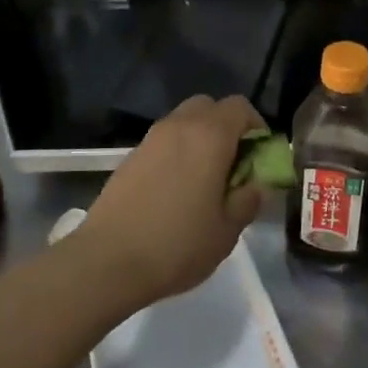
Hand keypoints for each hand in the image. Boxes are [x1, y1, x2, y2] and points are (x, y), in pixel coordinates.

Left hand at [81, 95, 265, 305]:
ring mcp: (150, 139)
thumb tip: (256, 184)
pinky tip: (176, 191)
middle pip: (208, 106)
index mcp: (209, 136)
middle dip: (226, 127)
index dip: (256, 126)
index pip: (240, 107)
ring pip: (183, 122)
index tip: (259, 156)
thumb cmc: (177, 244)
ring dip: (199, 139)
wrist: (108, 261)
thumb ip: (248, 199)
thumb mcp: (227, 230)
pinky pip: (163, 142)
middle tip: (233, 164)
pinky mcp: (129, 157)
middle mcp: (178, 126)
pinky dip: (176, 153)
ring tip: (204, 180)